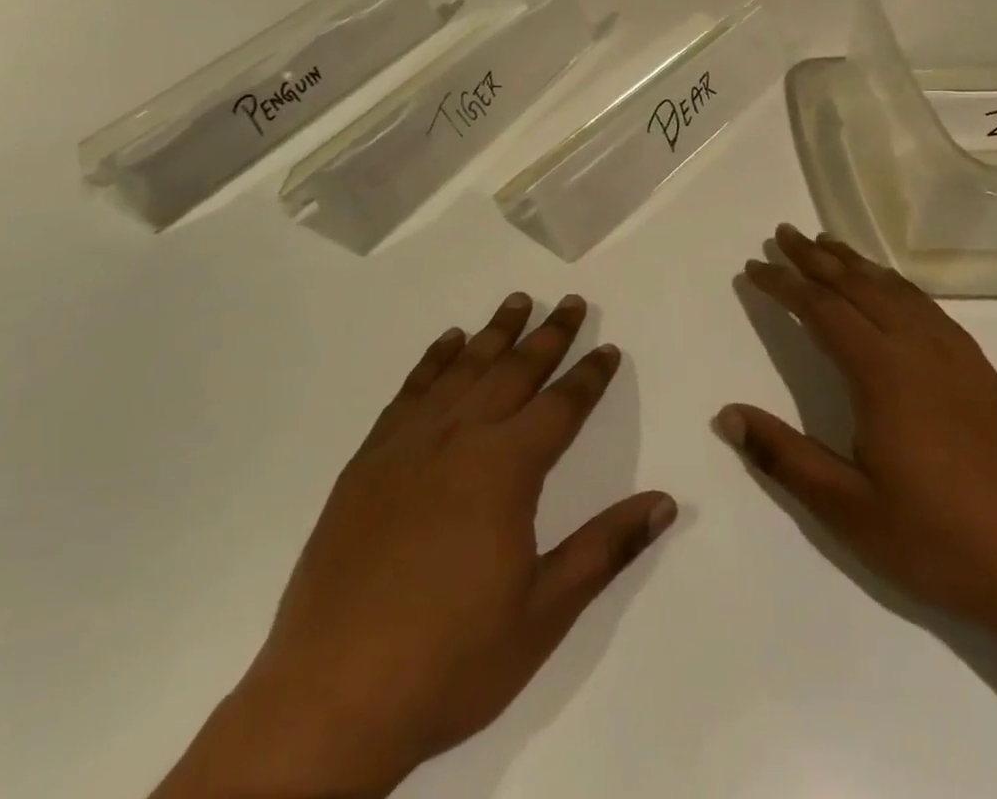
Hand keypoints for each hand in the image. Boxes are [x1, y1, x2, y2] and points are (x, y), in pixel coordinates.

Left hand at [156, 294, 677, 798]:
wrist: (331, 694)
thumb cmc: (451, 658)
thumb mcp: (544, 613)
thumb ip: (605, 548)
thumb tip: (665, 501)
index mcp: (505, 469)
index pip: (561, 406)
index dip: (590, 376)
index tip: (608, 349)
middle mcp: (460, 437)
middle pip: (515, 371)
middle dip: (549, 335)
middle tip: (571, 302)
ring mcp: (409, 443)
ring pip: (463, 368)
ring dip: (495, 332)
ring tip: (518, 301)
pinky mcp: (369, 459)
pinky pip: (411, 390)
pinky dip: (434, 360)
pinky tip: (448, 342)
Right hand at [722, 225, 996, 649]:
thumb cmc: (941, 542)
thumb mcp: (849, 511)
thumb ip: (784, 457)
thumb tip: (727, 414)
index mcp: (883, 373)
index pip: (821, 309)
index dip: (784, 284)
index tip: (754, 267)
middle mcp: (919, 348)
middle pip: (858, 285)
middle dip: (815, 257)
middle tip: (784, 233)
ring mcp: (957, 356)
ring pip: (896, 290)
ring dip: (856, 263)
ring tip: (828, 245)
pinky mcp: (983, 371)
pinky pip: (929, 307)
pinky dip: (896, 285)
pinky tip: (891, 290)